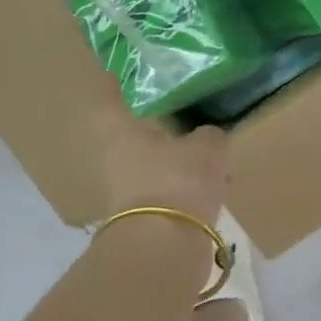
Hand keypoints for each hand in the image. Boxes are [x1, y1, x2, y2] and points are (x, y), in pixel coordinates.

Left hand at [94, 76, 228, 225]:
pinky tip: (208, 180)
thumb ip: (210, 136)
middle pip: (129, 131)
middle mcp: (113, 157)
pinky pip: (164, 187)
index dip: (114, 82)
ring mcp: (124, 189)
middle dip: (151, 121)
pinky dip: (182, 182)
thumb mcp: (207, 150)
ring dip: (170, 155)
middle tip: (177, 106)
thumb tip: (210, 135)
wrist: (164, 249)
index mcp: (119, 130)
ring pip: (149, 161)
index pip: (110, 96)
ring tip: (202, 145)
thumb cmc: (176, 182)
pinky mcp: (142, 216)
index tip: (121, 70)